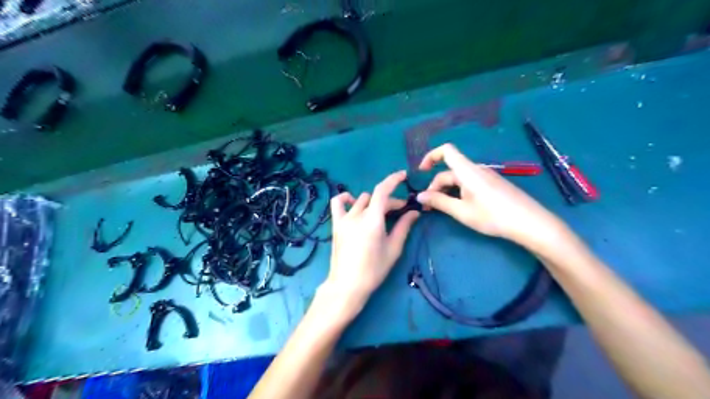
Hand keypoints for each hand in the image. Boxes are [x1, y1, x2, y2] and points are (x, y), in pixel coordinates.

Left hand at [324, 171, 419, 319]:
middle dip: (390, 202)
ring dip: (373, 203)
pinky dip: (346, 199)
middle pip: (376, 198)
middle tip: (401, 212)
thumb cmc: (374, 269)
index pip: (382, 191)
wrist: (348, 284)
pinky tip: (353, 204)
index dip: (393, 180)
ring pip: (361, 200)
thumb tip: (414, 212)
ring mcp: (344, 219)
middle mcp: (357, 215)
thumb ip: (404, 227)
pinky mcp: (336, 225)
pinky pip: (338, 204)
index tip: (403, 175)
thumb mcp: (393, 248)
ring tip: (380, 213)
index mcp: (372, 220)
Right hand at [418, 144, 569, 248]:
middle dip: (435, 186)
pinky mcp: (492, 184)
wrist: (530, 223)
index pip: (446, 151)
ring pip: (459, 179)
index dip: (430, 156)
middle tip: (427, 207)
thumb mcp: (462, 211)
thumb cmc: (493, 216)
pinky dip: (458, 192)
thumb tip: (419, 196)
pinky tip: (460, 207)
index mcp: (467, 171)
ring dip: (447, 191)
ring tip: (442, 209)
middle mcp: (476, 169)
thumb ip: (439, 202)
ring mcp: (486, 176)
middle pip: (449, 171)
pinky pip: (469, 183)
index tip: (420, 172)